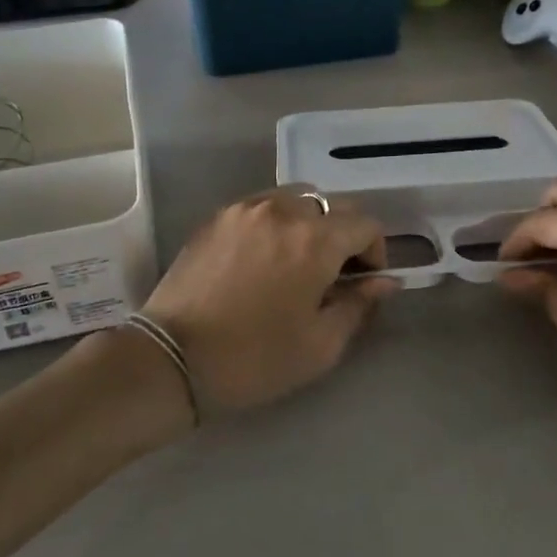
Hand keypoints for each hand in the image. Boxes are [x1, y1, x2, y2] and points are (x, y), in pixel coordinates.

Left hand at [140, 190, 398, 415]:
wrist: (173, 358)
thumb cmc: (255, 358)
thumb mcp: (320, 345)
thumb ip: (358, 305)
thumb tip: (384, 281)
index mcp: (315, 240)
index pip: (365, 225)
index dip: (376, 251)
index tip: (365, 281)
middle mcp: (283, 210)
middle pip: (333, 205)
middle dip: (345, 235)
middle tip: (334, 274)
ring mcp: (246, 208)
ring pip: (298, 198)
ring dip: (311, 223)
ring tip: (299, 261)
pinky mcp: (218, 216)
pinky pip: (263, 205)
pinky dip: (278, 221)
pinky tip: (265, 257)